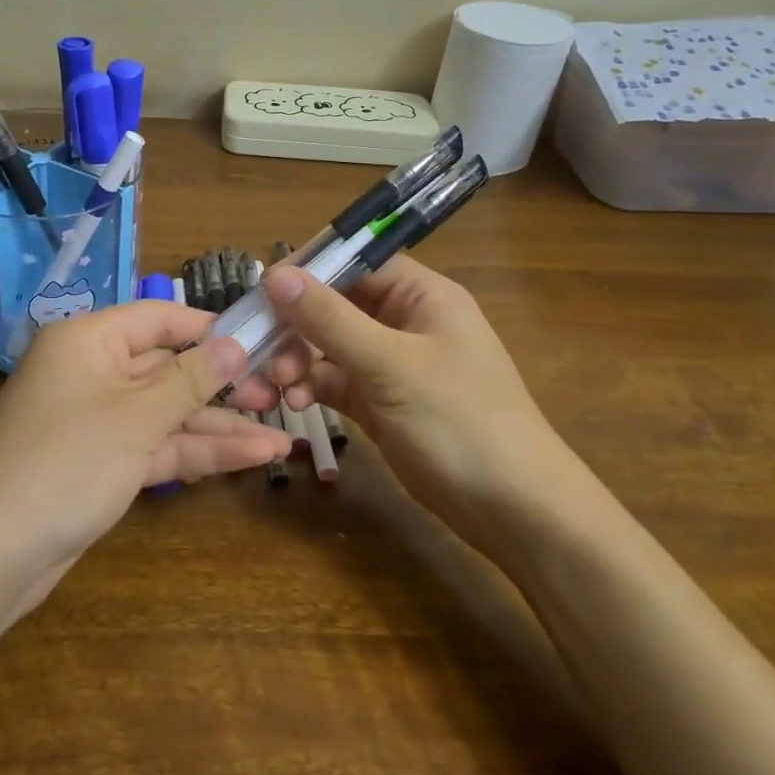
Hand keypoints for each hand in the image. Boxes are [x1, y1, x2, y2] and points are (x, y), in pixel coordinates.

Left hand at [0, 301, 288, 583]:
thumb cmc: (66, 462)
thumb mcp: (136, 417)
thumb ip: (191, 379)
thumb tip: (235, 344)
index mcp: (88, 340)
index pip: (158, 318)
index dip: (208, 328)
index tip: (259, 338)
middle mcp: (93, 371)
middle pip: (167, 368)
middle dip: (223, 386)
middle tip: (277, 396)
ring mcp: (99, 420)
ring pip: (167, 413)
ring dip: (219, 427)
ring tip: (281, 439)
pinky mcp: (104, 462)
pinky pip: (156, 445)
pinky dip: (196, 452)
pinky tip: (249, 459)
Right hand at [261, 255, 579, 535]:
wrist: (514, 512)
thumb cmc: (460, 421)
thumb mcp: (391, 365)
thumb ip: (330, 319)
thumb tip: (275, 275)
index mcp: (421, 296)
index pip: (356, 262)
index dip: (309, 271)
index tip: (263, 291)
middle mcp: (404, 322)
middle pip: (335, 307)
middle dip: (295, 329)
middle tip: (261, 355)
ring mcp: (391, 365)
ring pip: (328, 347)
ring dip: (296, 362)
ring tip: (273, 389)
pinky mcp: (380, 403)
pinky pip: (335, 382)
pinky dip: (312, 388)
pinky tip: (296, 405)